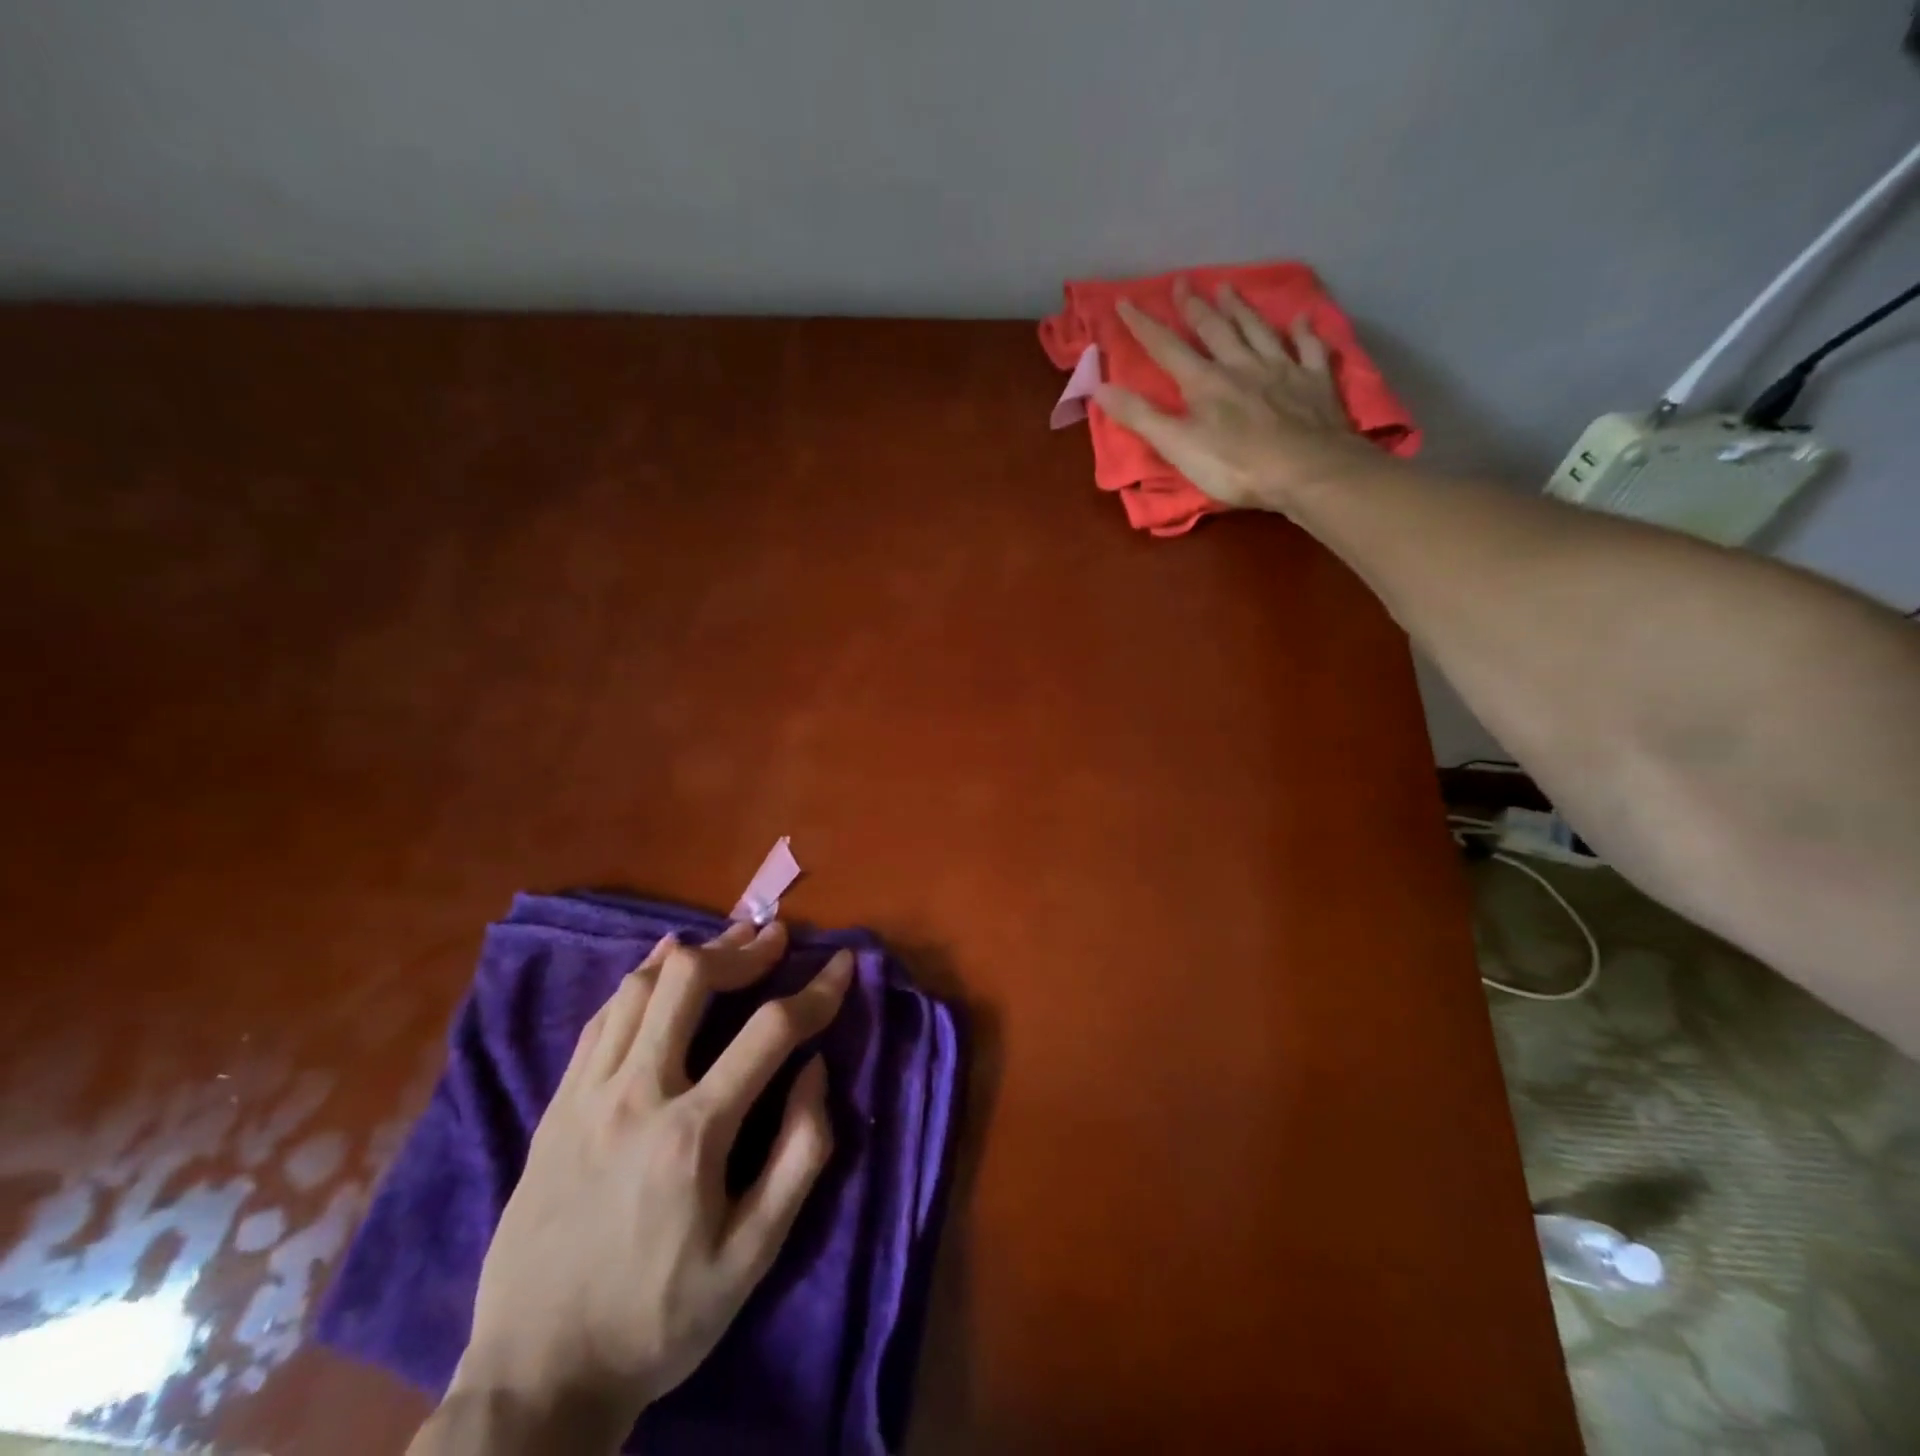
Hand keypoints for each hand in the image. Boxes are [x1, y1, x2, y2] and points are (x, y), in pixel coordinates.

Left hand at [443, 922, 849, 1447]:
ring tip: (727, 941)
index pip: (770, 1031)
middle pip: (690, 980)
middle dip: (743, 948)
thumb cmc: (660, 1318)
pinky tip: (659, 970)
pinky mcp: (554, 1107)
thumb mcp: (754, 1256)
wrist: (537, 1377)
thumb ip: (799, 1153)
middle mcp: (636, 1095)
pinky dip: (637, 981)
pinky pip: (599, 1019)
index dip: (817, 991)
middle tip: (775, 938)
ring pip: (638, 987)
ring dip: (690, 954)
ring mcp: (586, 1096)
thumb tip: (816, 1069)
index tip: (843, 964)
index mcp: (693, 1134)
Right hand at [1094, 280, 1374, 511]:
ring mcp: (1282, 370)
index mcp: (1205, 383)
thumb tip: (1098, 388)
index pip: (1167, 348)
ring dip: (1241, 309)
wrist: (1306, 470)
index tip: (1125, 301)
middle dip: (1195, 307)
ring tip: (1228, 288)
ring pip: (1257, 330)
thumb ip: (1140, 417)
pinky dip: (1304, 332)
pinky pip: (1309, 349)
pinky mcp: (1314, 382)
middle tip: (1183, 281)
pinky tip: (1302, 318)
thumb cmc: (1235, 465)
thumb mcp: (1177, 446)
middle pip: (1214, 330)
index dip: (1144, 325)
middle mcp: (1241, 365)